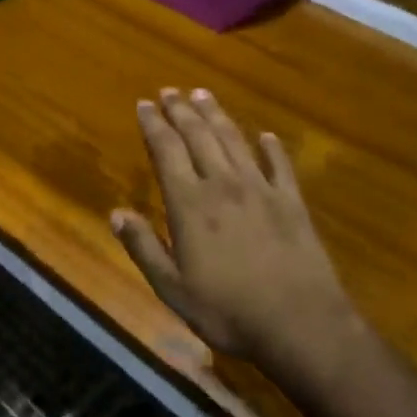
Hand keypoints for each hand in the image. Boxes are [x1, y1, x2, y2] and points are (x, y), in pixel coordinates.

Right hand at [112, 89, 353, 365]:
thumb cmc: (228, 311)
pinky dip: (272, 147)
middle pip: (199, 136)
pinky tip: (267, 136)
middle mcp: (223, 184)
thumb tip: (116, 213)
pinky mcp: (292, 202)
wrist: (300, 324)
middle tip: (170, 91)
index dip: (153, 125)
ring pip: (234, 140)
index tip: (144, 104)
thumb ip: (143, 247)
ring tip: (203, 94)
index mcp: (190, 203)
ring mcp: (261, 189)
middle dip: (181, 111)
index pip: (166, 150)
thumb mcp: (172, 288)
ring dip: (216, 115)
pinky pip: (280, 165)